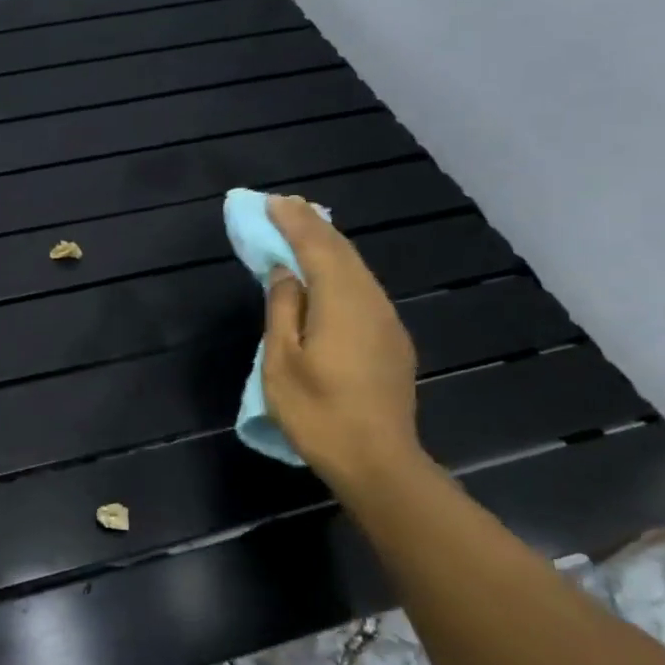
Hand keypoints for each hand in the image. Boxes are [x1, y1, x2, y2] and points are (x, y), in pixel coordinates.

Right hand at [261, 194, 425, 488]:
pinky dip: (341, 272)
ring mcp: (387, 322)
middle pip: (342, 253)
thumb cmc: (319, 414)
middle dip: (312, 226)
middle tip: (285, 208)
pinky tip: (328, 277)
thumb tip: (286, 273)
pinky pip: (363, 291)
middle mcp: (371, 302)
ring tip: (303, 233)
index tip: (272, 202)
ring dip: (328, 248)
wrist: (379, 462)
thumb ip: (283, 310)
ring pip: (357, 270)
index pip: (317, 247)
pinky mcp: (392, 342)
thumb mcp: (282, 363)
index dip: (293, 222)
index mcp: (342, 302)